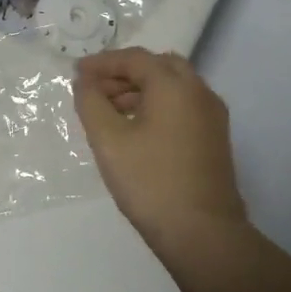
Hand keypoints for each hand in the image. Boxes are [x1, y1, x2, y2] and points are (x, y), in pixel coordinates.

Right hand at [75, 49, 247, 249]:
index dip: (102, 62)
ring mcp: (212, 117)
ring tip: (108, 111)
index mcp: (175, 86)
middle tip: (94, 89)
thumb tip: (84, 83)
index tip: (76, 73)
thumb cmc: (150, 182)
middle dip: (124, 73)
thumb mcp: (108, 141)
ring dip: (140, 90)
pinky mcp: (214, 139)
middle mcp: (200, 93)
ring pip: (173, 87)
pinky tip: (135, 130)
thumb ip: (90, 103)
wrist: (202, 232)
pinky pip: (182, 107)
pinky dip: (157, 106)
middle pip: (159, 67)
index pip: (135, 59)